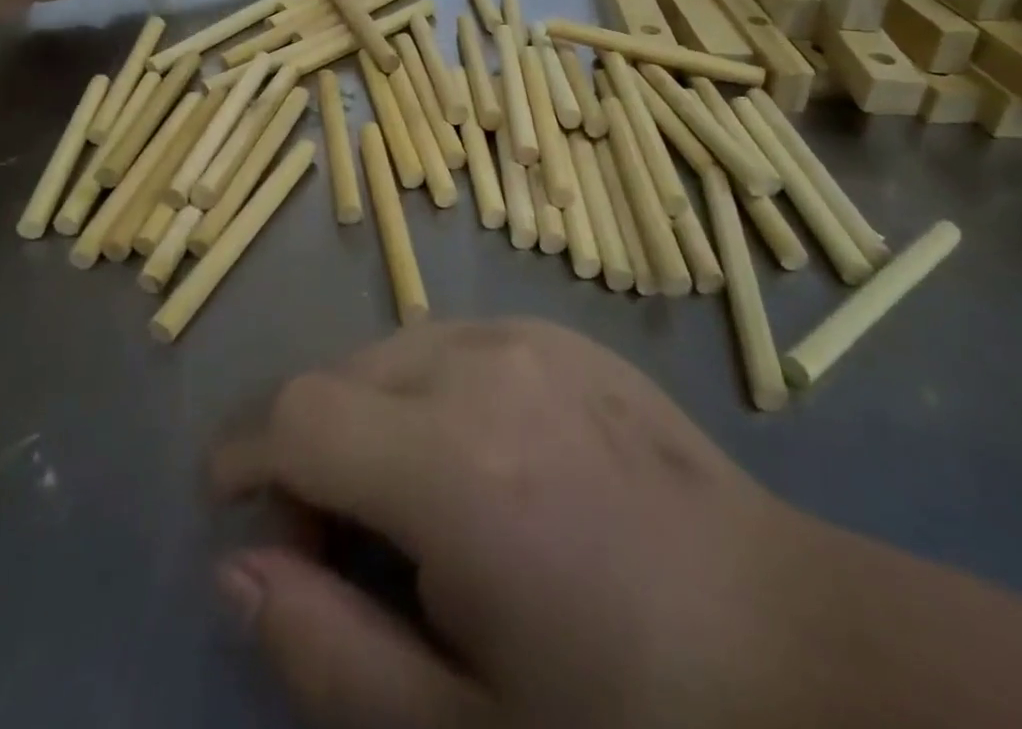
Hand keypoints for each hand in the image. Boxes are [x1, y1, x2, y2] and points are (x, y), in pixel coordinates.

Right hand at [211, 320, 830, 728]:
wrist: (789, 635)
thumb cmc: (629, 708)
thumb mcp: (462, 728)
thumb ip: (328, 648)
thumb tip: (236, 569)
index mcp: (454, 462)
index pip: (299, 414)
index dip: (246, 455)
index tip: (232, 507)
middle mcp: (482, 365)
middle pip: (339, 372)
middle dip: (305, 444)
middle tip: (333, 539)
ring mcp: (527, 335)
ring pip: (391, 349)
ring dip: (364, 412)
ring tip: (404, 500)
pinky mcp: (559, 331)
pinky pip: (451, 340)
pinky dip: (421, 387)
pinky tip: (470, 456)